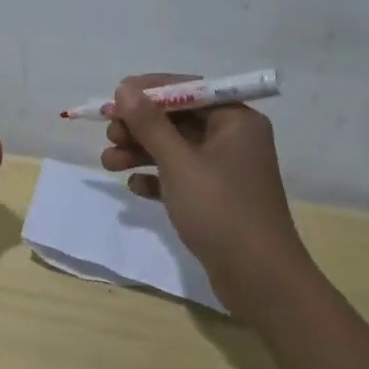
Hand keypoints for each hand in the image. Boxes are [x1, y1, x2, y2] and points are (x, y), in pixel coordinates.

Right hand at [102, 73, 315, 318]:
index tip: (115, 98)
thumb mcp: (179, 163)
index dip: (149, 91)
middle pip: (179, 119)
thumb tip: (125, 87)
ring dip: (141, 152)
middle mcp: (233, 139)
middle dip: (141, 126)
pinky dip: (157, 178)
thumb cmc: (222, 211)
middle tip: (109, 135)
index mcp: (235, 120)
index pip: (188, 90)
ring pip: (176, 149)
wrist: (260, 281)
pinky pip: (181, 177)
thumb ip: (150, 124)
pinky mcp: (216, 199)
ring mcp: (225, 170)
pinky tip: (135, 188)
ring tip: (108, 163)